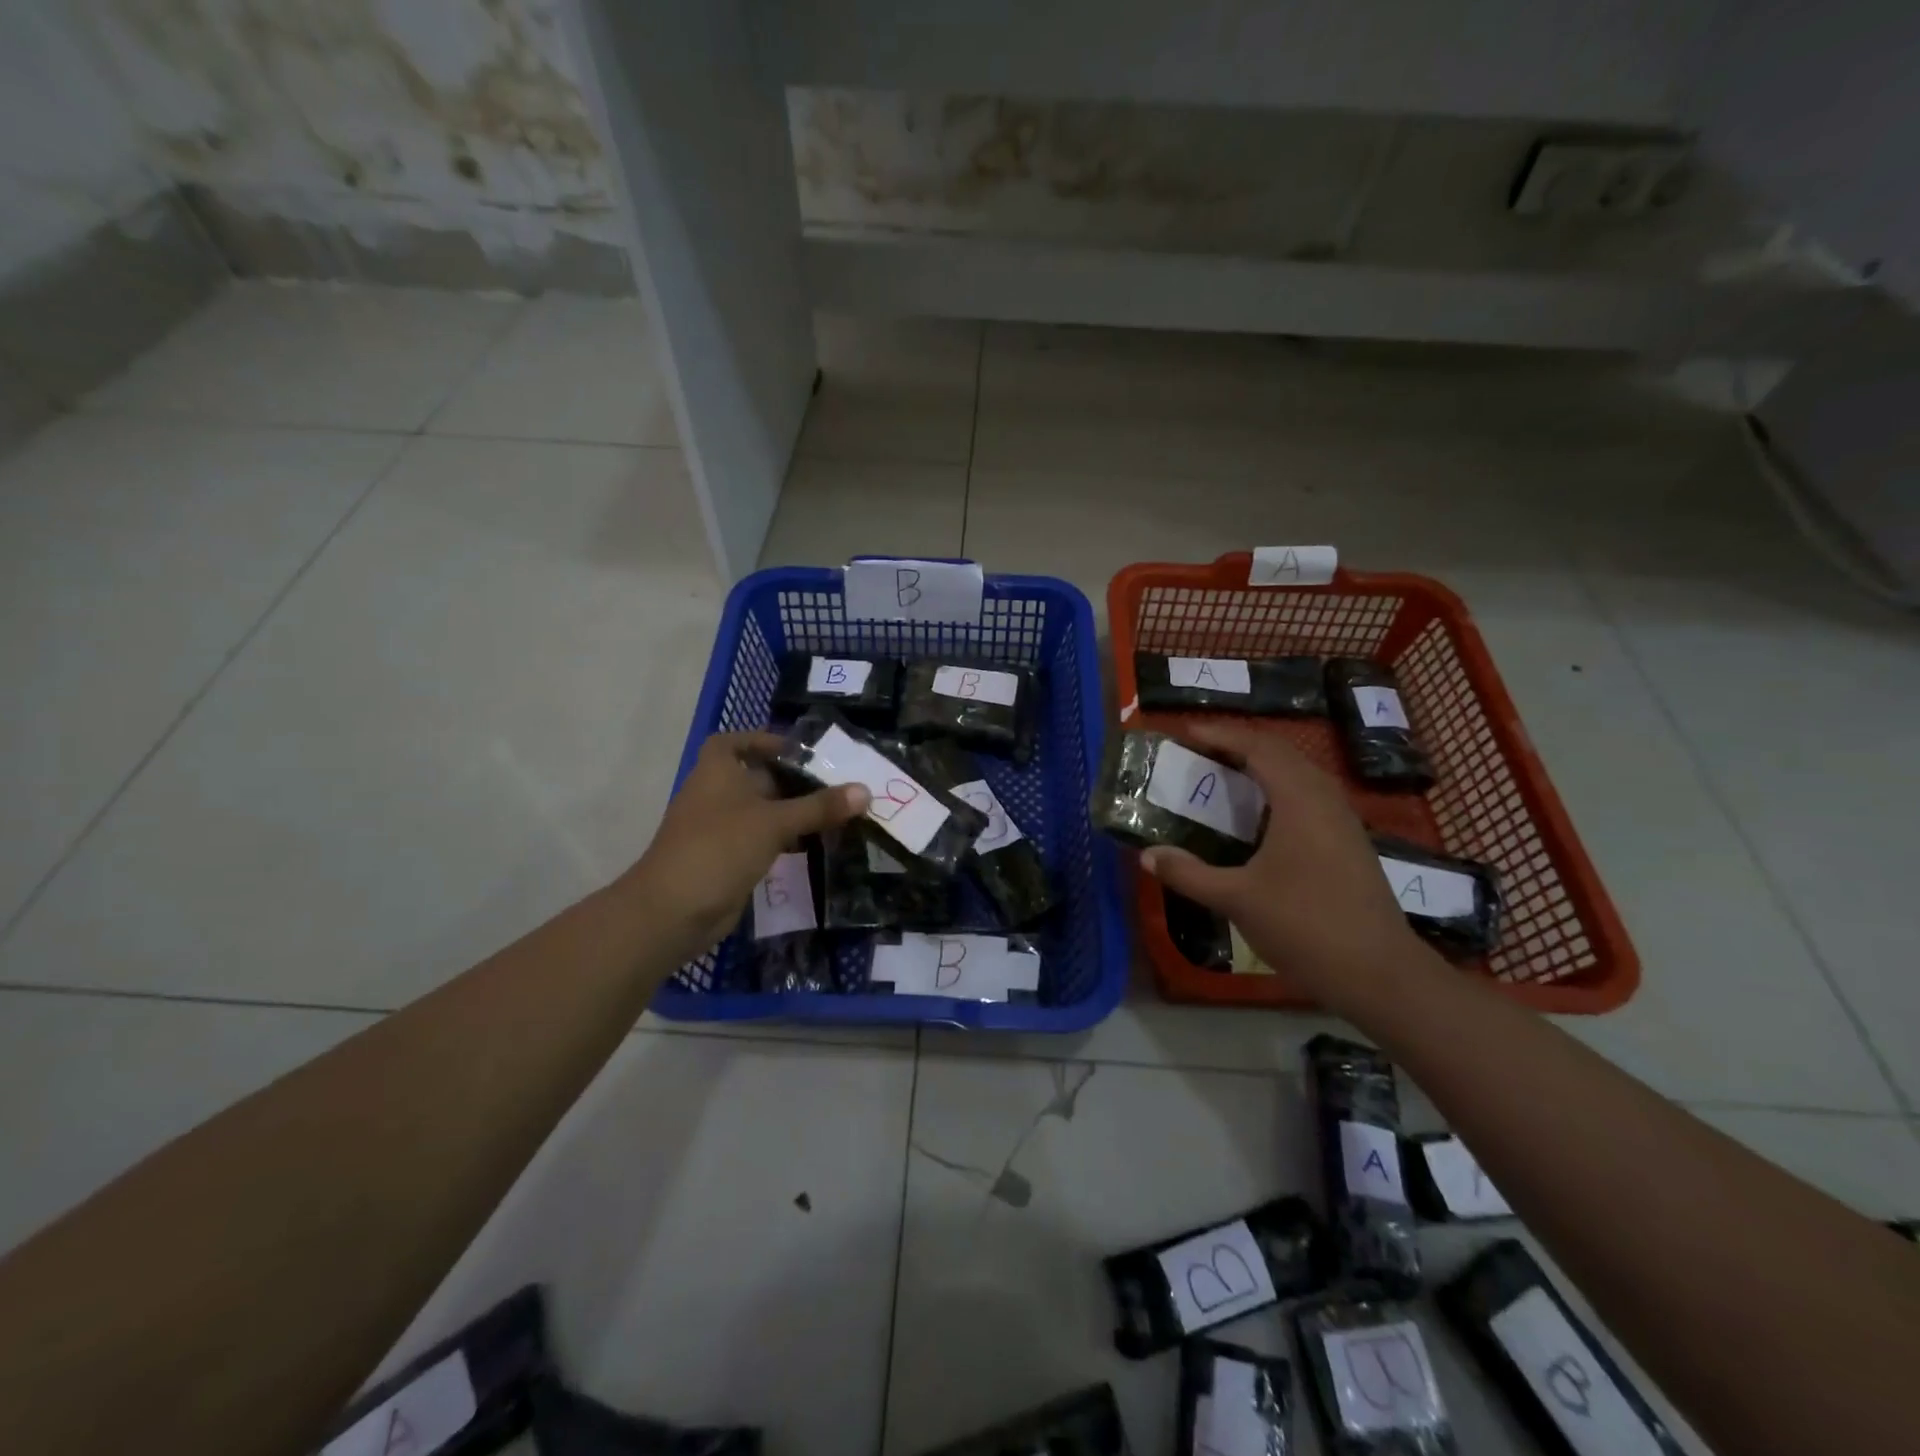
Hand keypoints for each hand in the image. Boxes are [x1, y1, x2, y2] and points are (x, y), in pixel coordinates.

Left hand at [625, 732, 868, 960]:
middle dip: (790, 780)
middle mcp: (715, 796)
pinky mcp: (726, 861)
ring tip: (832, 814)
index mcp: (716, 773)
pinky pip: (759, 841)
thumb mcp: (775, 822)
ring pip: (760, 813)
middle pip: (754, 778)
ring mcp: (718, 831)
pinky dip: (783, 841)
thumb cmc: (720, 848)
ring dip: (790, 813)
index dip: (761, 741)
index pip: (732, 742)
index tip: (797, 751)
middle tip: (833, 785)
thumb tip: (865, 791)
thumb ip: (819, 807)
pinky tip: (812, 846)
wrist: (673, 911)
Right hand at [1140, 721, 1427, 1015]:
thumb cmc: (1305, 926)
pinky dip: (1278, 789)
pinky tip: (1259, 818)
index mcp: (1300, 800)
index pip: (1258, 747)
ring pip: (1299, 774)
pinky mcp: (1349, 842)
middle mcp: (1325, 799)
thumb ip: (1189, 873)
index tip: (1185, 732)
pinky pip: (1309, 796)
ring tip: (1223, 776)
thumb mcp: (1236, 899)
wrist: (1380, 974)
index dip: (1221, 735)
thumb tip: (1147, 855)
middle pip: (1281, 752)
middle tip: (1199, 751)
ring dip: (1261, 766)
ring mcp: (1343, 820)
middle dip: (1239, 745)